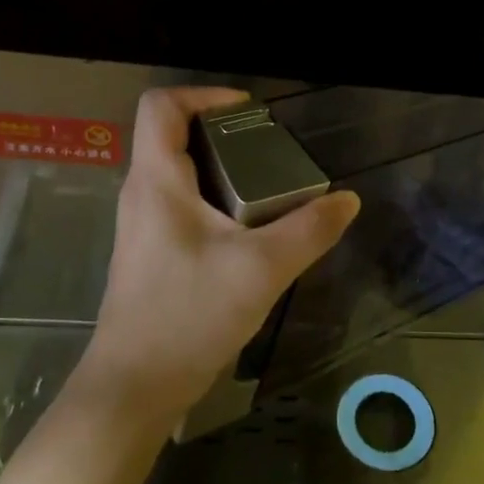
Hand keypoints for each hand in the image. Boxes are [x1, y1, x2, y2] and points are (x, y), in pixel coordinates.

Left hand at [70, 88, 360, 432]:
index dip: (204, 94)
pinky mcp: (151, 254)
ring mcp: (143, 227)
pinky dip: (216, 200)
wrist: (135, 388)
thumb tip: (347, 200)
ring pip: (180, 174)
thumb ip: (310, 230)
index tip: (250, 110)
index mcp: (157, 182)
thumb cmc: (189, 315)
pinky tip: (250, 232)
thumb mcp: (261, 269)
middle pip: (173, 136)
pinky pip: (182, 206)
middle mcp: (142, 195)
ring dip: (223, 169)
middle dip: (224, 133)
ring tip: (269, 188)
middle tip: (272, 151)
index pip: (160, 106)